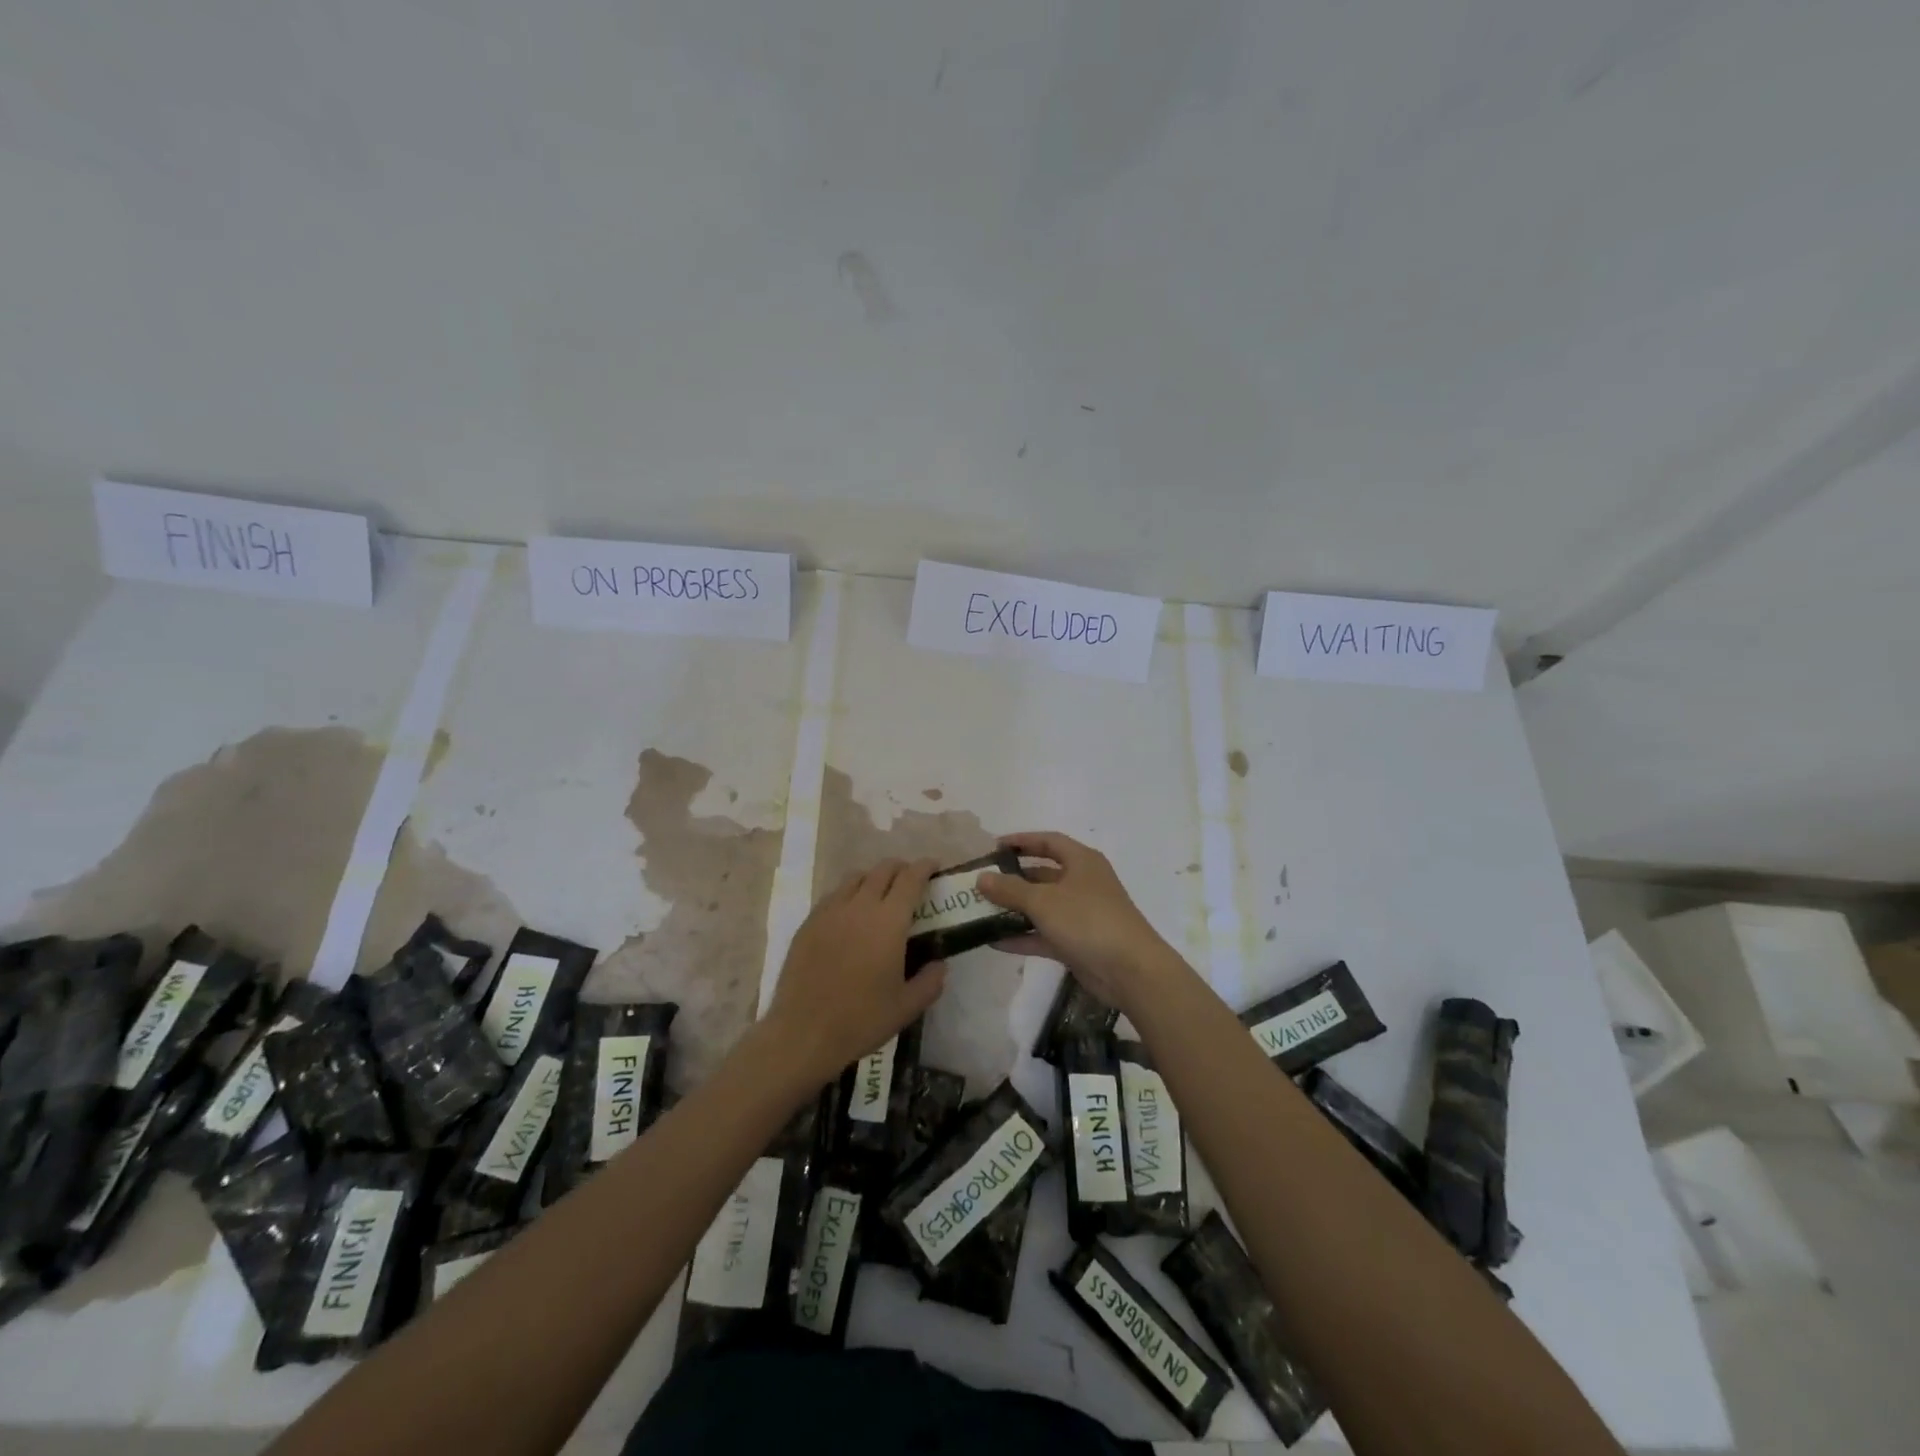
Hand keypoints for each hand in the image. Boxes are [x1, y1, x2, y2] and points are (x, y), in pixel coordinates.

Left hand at [764, 859, 948, 1084]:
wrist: (803, 1033)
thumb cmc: (861, 1020)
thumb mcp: (907, 1007)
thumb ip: (930, 981)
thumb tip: (939, 964)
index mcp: (889, 921)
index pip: (910, 879)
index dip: (924, 867)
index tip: (934, 867)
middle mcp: (860, 906)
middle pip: (883, 870)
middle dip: (901, 868)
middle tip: (910, 881)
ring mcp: (830, 911)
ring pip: (856, 878)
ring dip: (874, 878)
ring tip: (880, 893)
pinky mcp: (809, 923)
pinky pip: (834, 895)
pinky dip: (849, 893)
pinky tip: (850, 914)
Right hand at [976, 831, 1173, 1014]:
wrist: (1130, 970)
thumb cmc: (1088, 920)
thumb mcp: (1044, 901)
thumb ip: (1010, 889)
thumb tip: (981, 877)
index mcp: (1081, 861)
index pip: (1048, 841)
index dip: (1021, 841)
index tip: (993, 847)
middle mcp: (1082, 883)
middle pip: (1042, 875)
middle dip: (1012, 879)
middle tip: (981, 883)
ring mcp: (1081, 914)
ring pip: (1042, 906)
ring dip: (1014, 909)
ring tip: (981, 911)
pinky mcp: (1078, 943)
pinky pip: (1045, 934)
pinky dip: (1023, 936)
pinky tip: (994, 942)